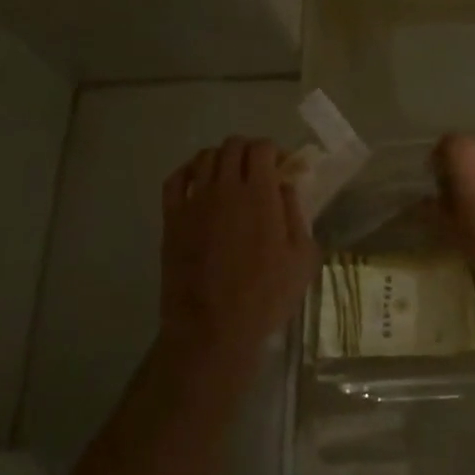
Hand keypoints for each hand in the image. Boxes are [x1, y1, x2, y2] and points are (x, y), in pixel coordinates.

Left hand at [160, 138, 318, 360]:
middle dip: (249, 151)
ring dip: (222, 158)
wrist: (213, 328)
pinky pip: (176, 179)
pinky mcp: (172, 218)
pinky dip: (189, 171)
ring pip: (204, 157)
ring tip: (231, 177)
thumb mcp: (302, 258)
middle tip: (259, 171)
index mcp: (260, 195)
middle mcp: (225, 188)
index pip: (262, 148)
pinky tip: (199, 182)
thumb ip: (296, 214)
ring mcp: (194, 202)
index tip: (282, 167)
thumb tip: (284, 187)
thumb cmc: (266, 296)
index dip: (274, 151)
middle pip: (233, 146)